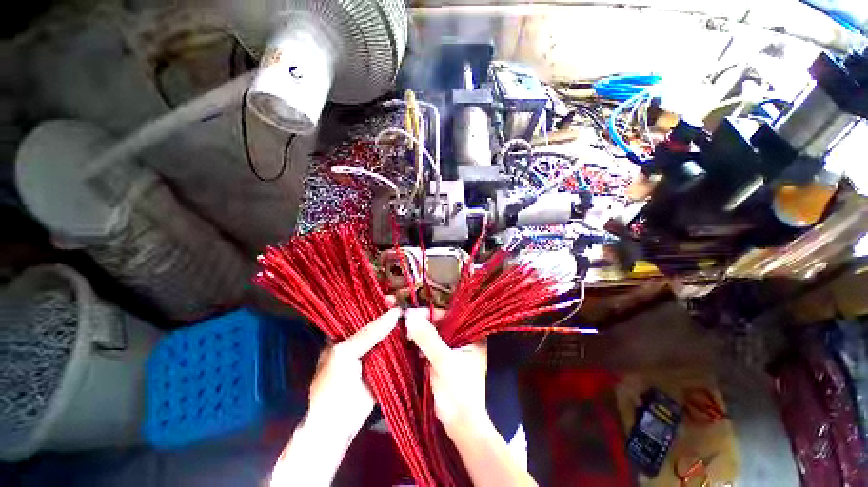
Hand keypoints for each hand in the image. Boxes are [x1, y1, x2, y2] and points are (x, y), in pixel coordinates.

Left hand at [270, 305, 401, 486]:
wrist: (338, 425)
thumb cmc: (333, 385)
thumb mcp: (345, 353)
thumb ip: (369, 333)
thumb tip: (395, 313)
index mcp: (344, 335)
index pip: (362, 313)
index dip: (376, 304)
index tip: (391, 297)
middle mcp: (360, 342)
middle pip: (378, 324)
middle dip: (392, 314)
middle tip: (406, 306)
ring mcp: (373, 354)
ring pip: (389, 336)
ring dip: (401, 327)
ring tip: (414, 317)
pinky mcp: (385, 366)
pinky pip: (396, 351)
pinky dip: (405, 344)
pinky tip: (415, 335)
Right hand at [405, 309, 536, 486]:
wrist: (461, 426)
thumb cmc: (458, 391)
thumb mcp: (443, 361)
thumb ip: (427, 338)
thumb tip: (410, 316)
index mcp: (472, 336)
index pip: (450, 316)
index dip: (430, 313)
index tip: (410, 313)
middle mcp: (464, 339)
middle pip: (441, 324)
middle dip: (423, 322)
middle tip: (405, 323)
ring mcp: (453, 350)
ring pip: (434, 334)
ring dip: (419, 333)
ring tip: (404, 332)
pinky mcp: (444, 360)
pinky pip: (430, 345)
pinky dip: (420, 344)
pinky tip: (409, 343)